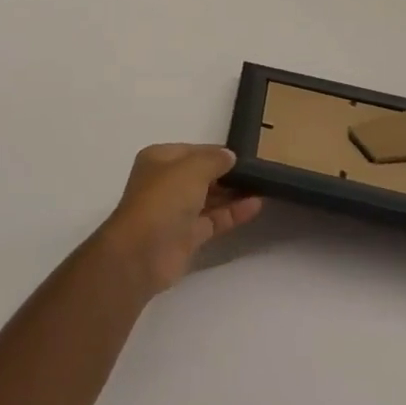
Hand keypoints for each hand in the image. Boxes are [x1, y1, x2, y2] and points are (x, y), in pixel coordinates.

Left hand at [99, 144, 262, 296]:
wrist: (141, 253)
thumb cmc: (163, 199)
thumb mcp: (191, 169)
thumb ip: (214, 160)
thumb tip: (229, 156)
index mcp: (160, 159)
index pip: (194, 151)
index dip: (218, 152)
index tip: (246, 155)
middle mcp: (166, 183)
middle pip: (202, 175)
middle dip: (227, 174)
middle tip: (259, 172)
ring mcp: (176, 211)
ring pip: (209, 198)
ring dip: (233, 193)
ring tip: (264, 187)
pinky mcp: (187, 236)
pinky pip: (214, 219)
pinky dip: (233, 213)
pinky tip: (256, 205)